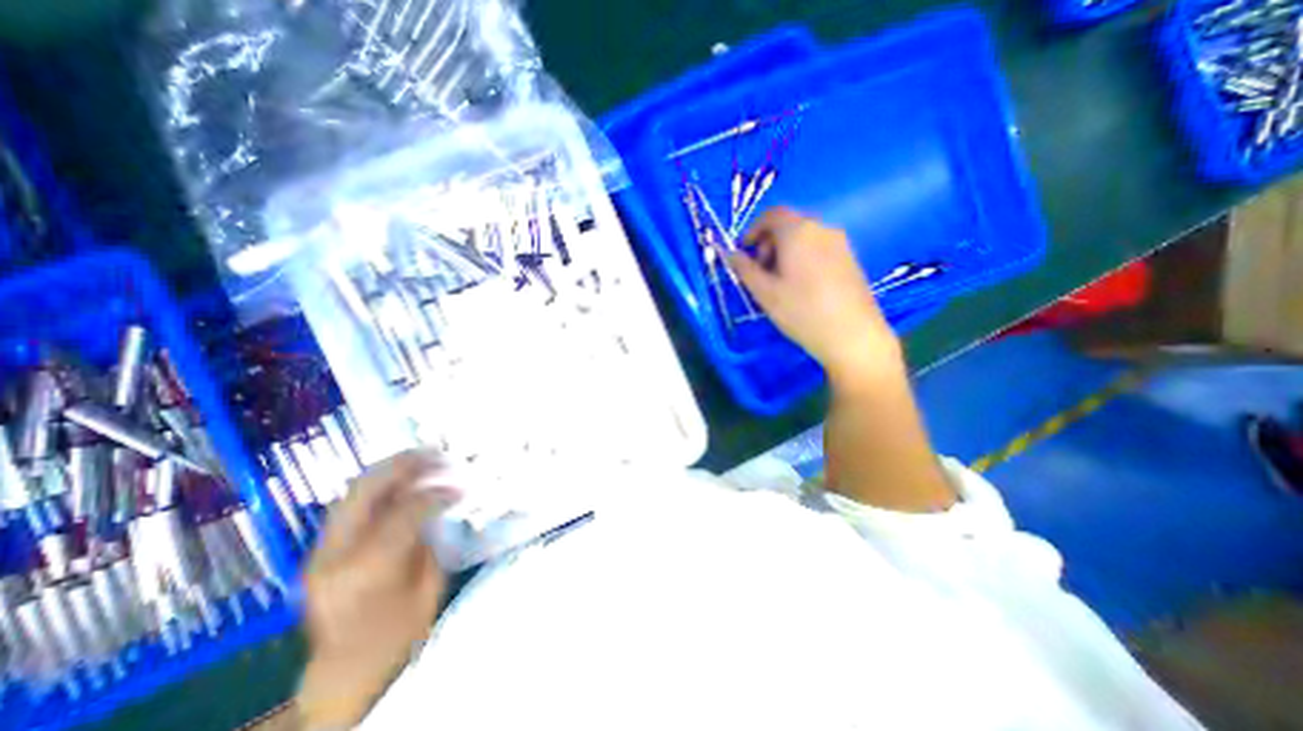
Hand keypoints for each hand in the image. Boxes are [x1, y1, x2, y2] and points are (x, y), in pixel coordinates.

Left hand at [296, 449, 458, 728]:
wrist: (345, 672)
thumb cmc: (398, 634)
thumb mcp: (428, 585)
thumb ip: (430, 538)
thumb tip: (443, 501)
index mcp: (367, 569)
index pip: (405, 511)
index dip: (437, 492)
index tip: (461, 485)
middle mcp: (334, 554)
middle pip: (367, 490)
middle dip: (405, 464)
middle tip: (437, 452)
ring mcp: (319, 551)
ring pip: (353, 491)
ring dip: (390, 469)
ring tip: (421, 458)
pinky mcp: (319, 550)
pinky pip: (350, 504)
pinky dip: (379, 486)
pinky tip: (402, 480)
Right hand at [728, 204, 903, 385]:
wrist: (853, 335)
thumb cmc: (802, 312)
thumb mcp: (765, 293)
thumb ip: (744, 269)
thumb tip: (731, 254)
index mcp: (798, 231)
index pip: (771, 214)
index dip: (752, 230)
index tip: (744, 253)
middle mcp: (821, 229)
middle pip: (788, 224)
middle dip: (768, 243)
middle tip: (760, 272)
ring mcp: (840, 243)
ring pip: (804, 237)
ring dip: (785, 252)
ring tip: (779, 283)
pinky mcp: (850, 258)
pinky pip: (819, 248)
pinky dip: (802, 258)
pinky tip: (801, 287)